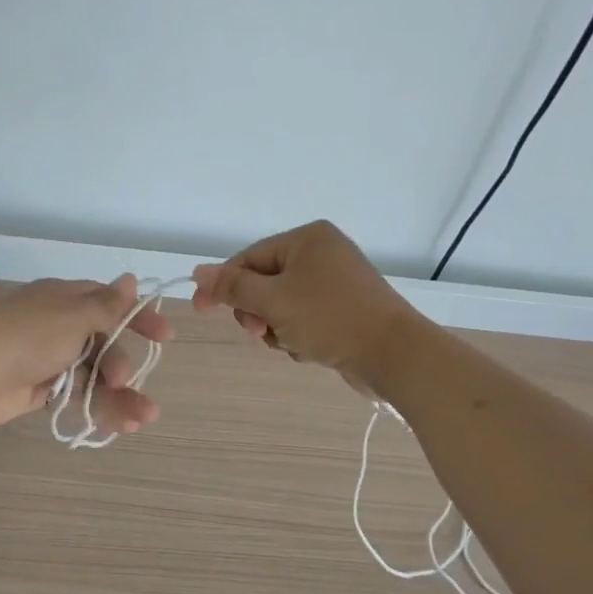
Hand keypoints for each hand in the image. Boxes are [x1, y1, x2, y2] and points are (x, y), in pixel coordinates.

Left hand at [0, 276, 173, 431]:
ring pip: (95, 376)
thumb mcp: (73, 315)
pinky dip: (101, 409)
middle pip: (105, 344)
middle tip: (122, 379)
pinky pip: (80, 397)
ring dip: (121, 396)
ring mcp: (50, 360)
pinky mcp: (43, 390)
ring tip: (144, 418)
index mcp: (65, 300)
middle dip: (122, 364)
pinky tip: (121, 425)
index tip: (165, 336)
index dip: (138, 318)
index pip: (109, 303)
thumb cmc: (28, 336)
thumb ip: (106, 305)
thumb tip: (130, 279)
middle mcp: (60, 327)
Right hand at [192, 221, 417, 385]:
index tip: (200, 309)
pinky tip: (309, 350)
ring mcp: (334, 284)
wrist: (393, 354)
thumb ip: (233, 286)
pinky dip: (298, 336)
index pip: (249, 258)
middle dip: (257, 311)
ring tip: (291, 342)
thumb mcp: (274, 300)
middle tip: (260, 331)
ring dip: (276, 328)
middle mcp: (321, 254)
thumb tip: (199, 272)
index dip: (223, 284)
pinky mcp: (343, 311)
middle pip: (263, 282)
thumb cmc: (330, 318)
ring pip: (280, 306)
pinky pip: (302, 320)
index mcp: (307, 239)